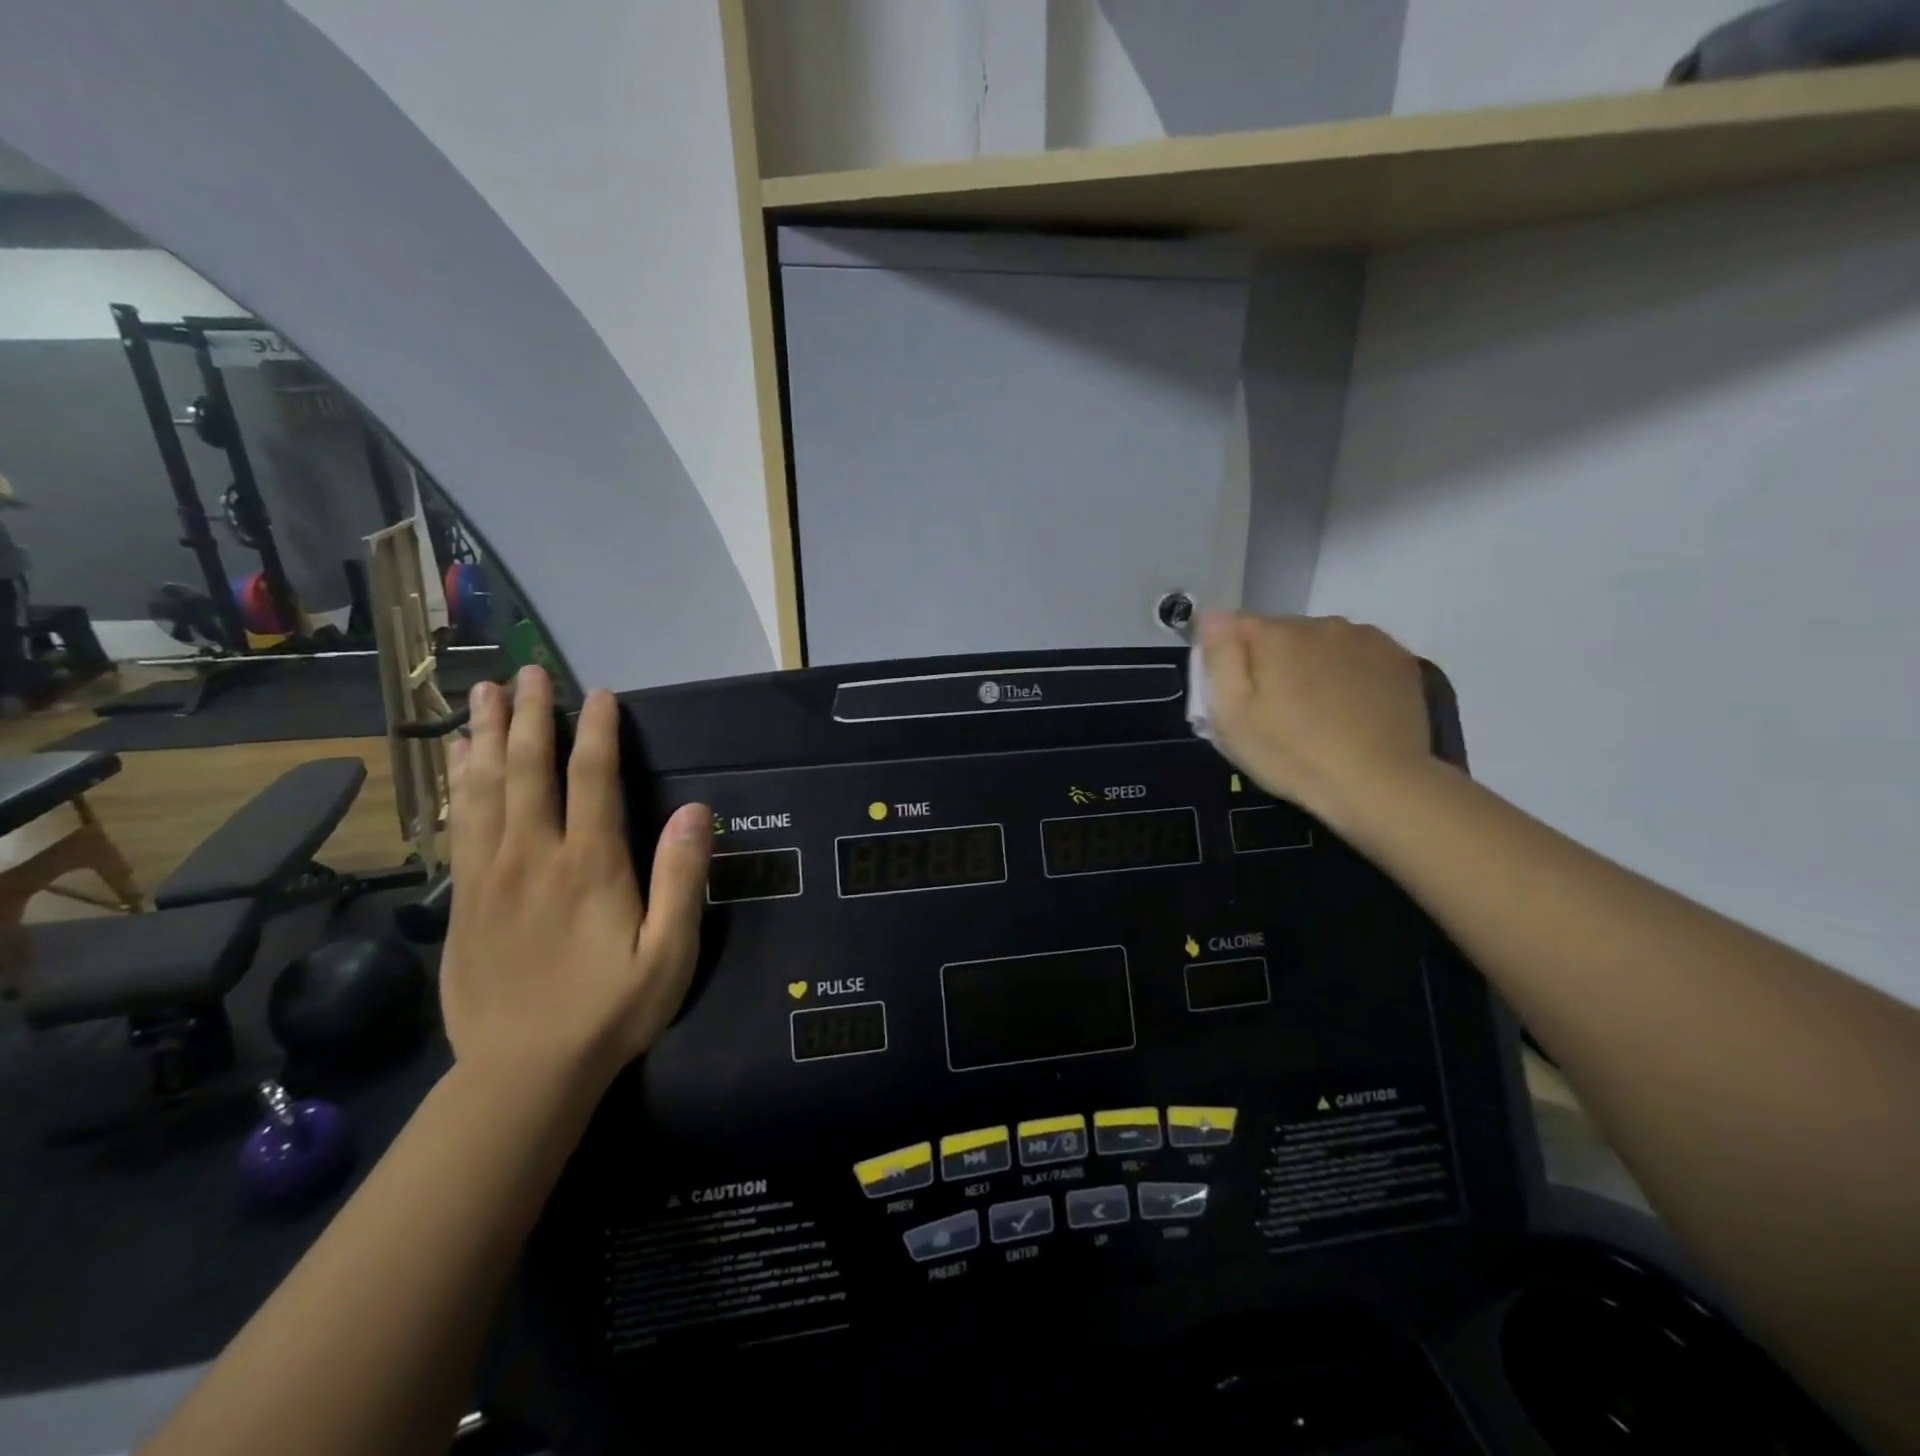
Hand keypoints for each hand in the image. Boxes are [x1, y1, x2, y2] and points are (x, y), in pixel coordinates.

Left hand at [439, 666, 710, 1095]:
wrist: (524, 1072)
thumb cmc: (611, 1010)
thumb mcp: (670, 952)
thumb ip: (682, 878)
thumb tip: (694, 810)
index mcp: (590, 864)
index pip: (591, 779)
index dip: (598, 731)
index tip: (601, 695)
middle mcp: (534, 856)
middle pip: (526, 769)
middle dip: (528, 716)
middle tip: (526, 672)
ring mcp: (489, 876)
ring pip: (482, 790)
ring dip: (483, 737)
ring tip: (481, 696)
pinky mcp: (462, 900)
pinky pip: (459, 826)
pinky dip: (458, 785)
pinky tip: (457, 764)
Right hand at [1199, 611, 1434, 835]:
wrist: (1379, 785)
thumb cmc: (1291, 753)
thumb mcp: (1231, 714)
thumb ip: (1220, 657)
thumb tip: (1213, 614)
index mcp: (1276, 634)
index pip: (1234, 624)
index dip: (1227, 656)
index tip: (1233, 692)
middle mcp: (1321, 623)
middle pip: (1280, 632)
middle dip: (1271, 660)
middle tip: (1273, 709)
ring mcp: (1366, 638)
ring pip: (1320, 642)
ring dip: (1310, 664)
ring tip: (1315, 710)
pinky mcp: (1399, 659)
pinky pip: (1357, 655)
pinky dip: (1347, 672)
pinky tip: (1349, 707)